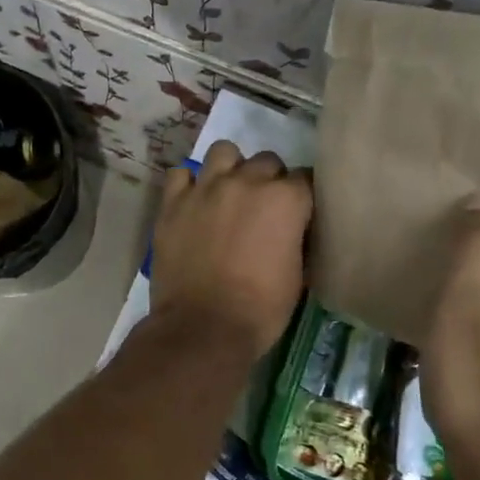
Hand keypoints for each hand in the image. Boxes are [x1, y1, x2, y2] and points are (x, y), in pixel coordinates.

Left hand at [149, 140, 312, 357]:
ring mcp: (206, 187)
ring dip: (231, 169)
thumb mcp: (298, 275)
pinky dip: (190, 183)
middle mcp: (247, 181)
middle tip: (263, 208)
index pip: (305, 179)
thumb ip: (297, 238)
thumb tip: (293, 229)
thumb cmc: (261, 309)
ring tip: (228, 193)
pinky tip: (194, 201)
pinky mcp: (173, 201)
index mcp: (285, 199)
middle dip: (270, 181)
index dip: (302, 197)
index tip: (299, 213)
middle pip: (267, 161)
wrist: (203, 327)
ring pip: (224, 152)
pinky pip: (181, 174)